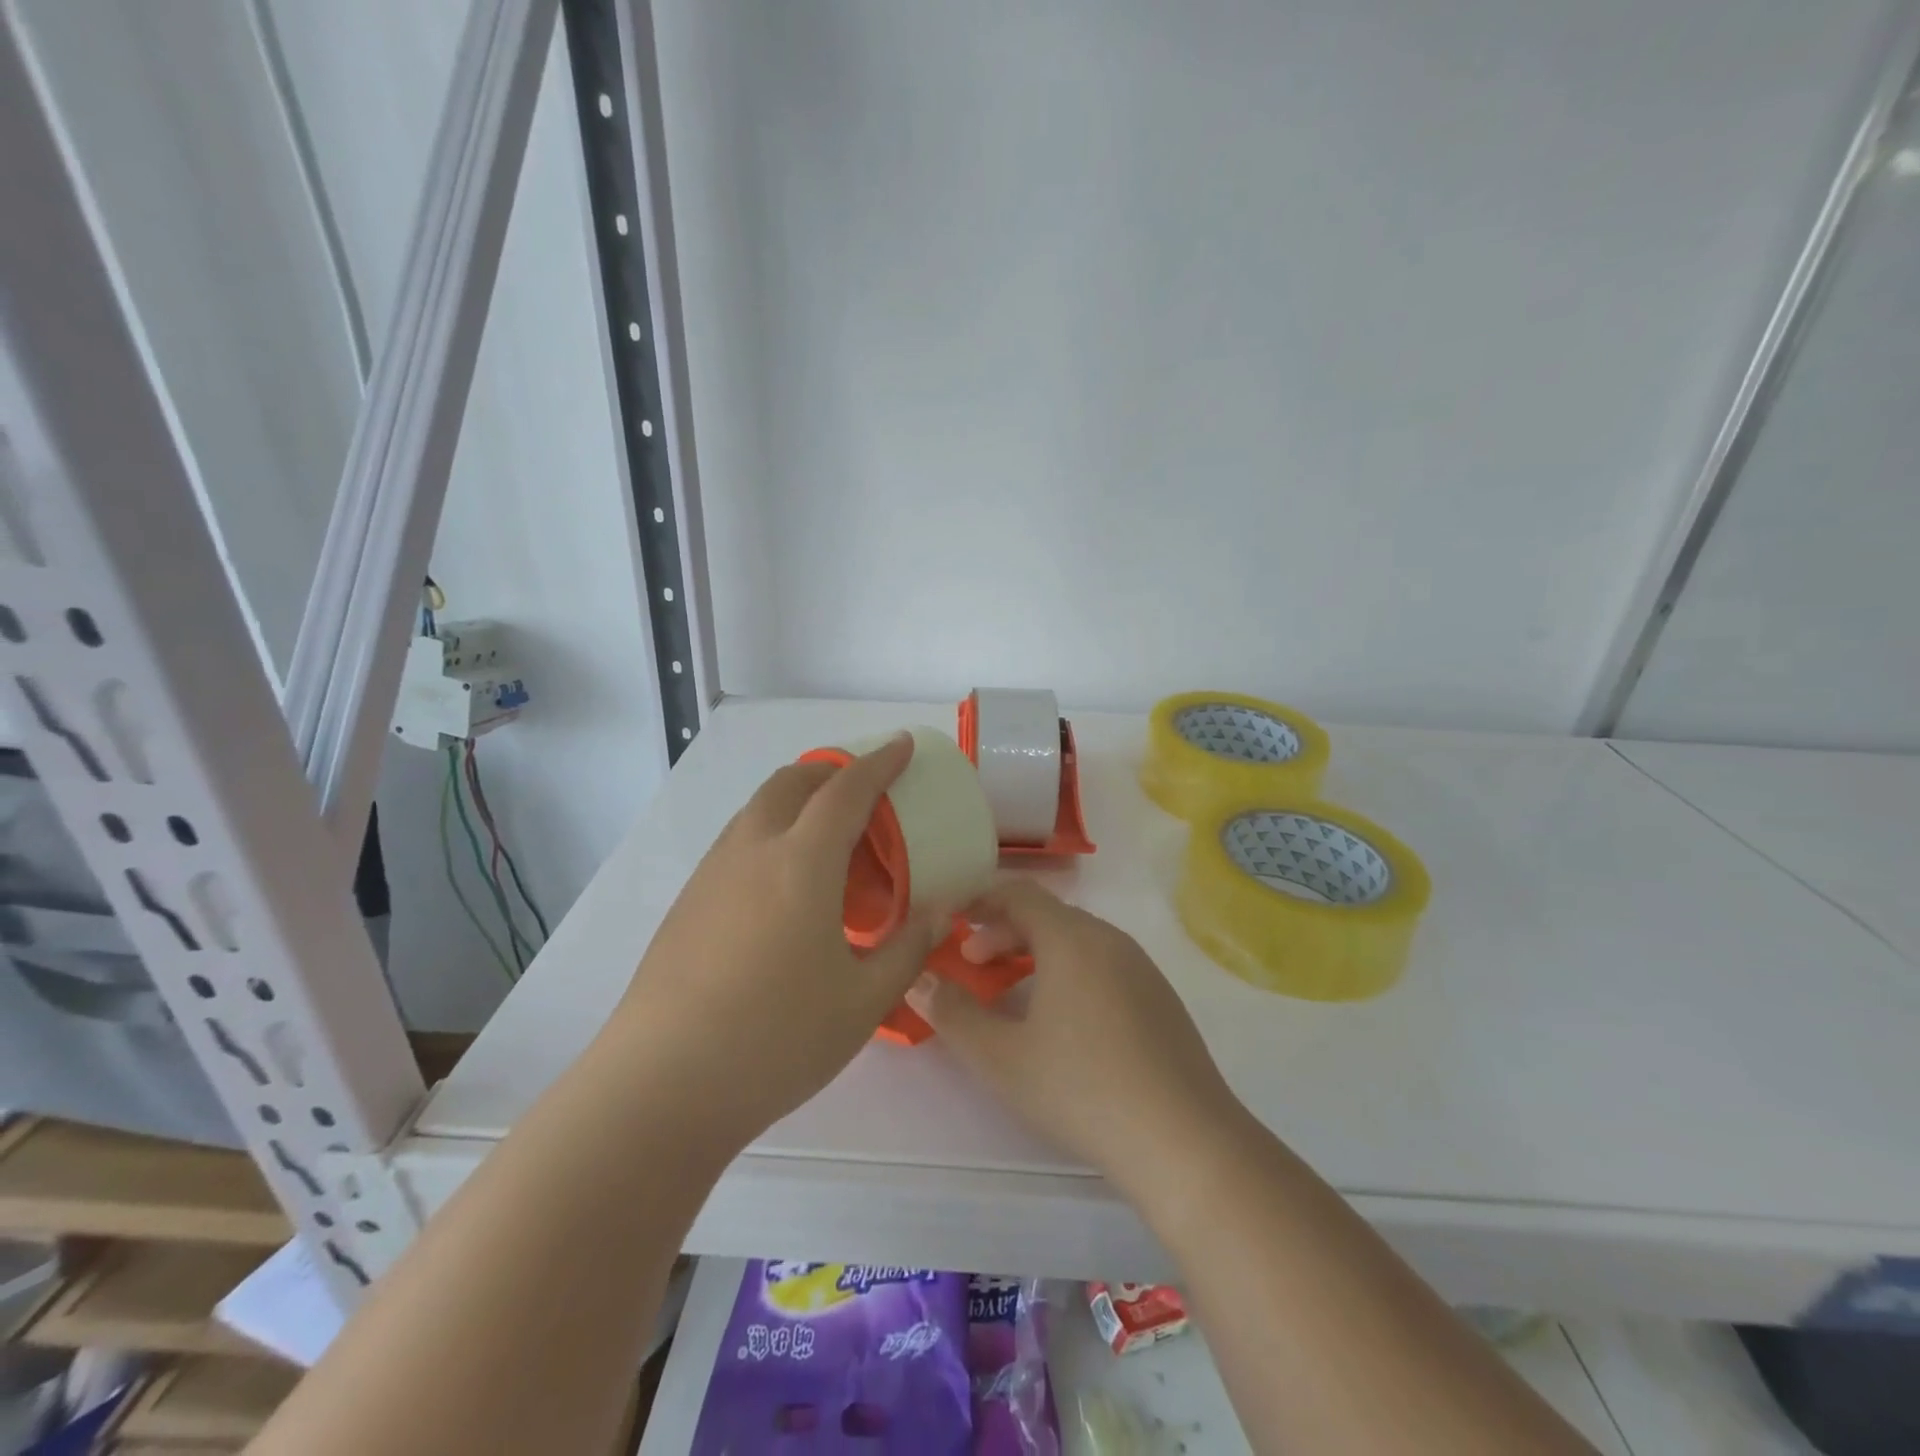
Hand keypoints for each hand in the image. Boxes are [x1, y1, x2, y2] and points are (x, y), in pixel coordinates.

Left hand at [610, 734, 938, 1152]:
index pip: (847, 789)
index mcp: (801, 862)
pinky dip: (773, 834)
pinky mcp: (688, 903)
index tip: (902, 746)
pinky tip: (786, 889)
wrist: (661, 1086)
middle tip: (866, 792)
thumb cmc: (777, 1038)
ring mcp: (712, 874)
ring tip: (829, 841)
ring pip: (759, 809)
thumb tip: (940, 912)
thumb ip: (909, 947)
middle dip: (832, 770)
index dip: (880, 762)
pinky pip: (739, 842)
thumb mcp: (863, 1000)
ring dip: (798, 801)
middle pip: (792, 781)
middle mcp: (752, 850)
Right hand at [906, 880, 1245, 1193]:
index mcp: (1072, 938)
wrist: (1184, 1141)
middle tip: (974, 965)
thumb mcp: (1001, 1057)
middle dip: (1004, 933)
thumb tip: (918, 980)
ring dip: (1037, 954)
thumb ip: (952, 1013)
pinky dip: (1070, 972)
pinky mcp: (1161, 999)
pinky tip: (1064, 1023)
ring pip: (1078, 941)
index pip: (1019, 893)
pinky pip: (1104, 965)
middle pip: (1048, 916)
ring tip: (1013, 994)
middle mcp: (1110, 939)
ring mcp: (1142, 968)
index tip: (951, 920)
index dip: (980, 900)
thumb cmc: (1081, 1089)